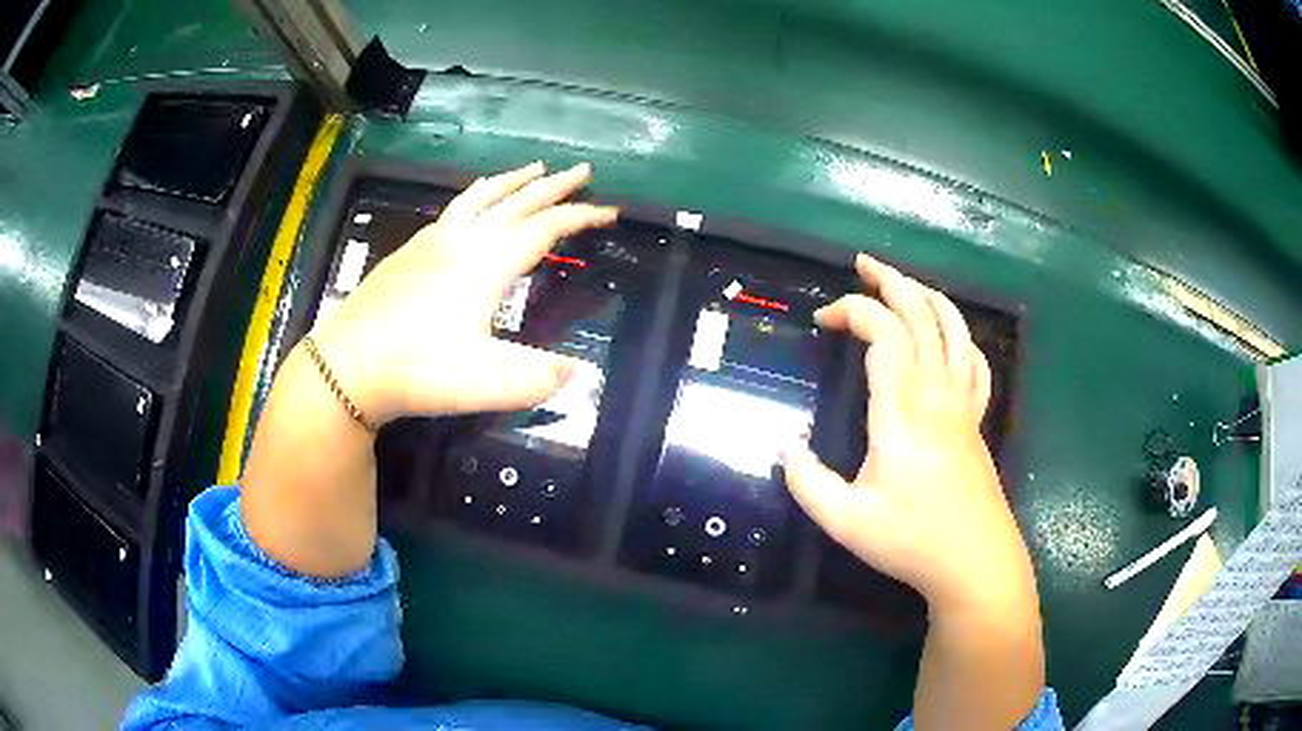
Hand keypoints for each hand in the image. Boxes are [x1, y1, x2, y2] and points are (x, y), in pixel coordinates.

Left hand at [308, 161, 617, 425]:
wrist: (346, 366)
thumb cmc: (416, 371)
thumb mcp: (485, 384)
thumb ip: (537, 377)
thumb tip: (582, 372)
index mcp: (485, 264)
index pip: (545, 228)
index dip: (581, 217)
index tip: (611, 211)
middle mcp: (462, 241)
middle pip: (516, 201)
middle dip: (554, 185)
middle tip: (583, 170)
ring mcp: (431, 241)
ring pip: (480, 196)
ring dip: (513, 180)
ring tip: (534, 167)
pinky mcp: (409, 250)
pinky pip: (454, 208)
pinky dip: (477, 195)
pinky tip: (473, 204)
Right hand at [783, 254, 1035, 617]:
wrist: (975, 562)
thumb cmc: (912, 541)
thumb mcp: (845, 521)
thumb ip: (807, 482)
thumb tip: (785, 448)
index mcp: (903, 409)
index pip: (883, 332)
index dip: (852, 311)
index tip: (822, 322)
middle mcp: (937, 393)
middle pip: (921, 315)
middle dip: (890, 281)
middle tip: (862, 264)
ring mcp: (963, 405)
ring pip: (954, 329)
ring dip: (928, 297)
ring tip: (905, 283)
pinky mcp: (976, 422)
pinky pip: (976, 364)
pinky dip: (962, 339)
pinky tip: (951, 340)